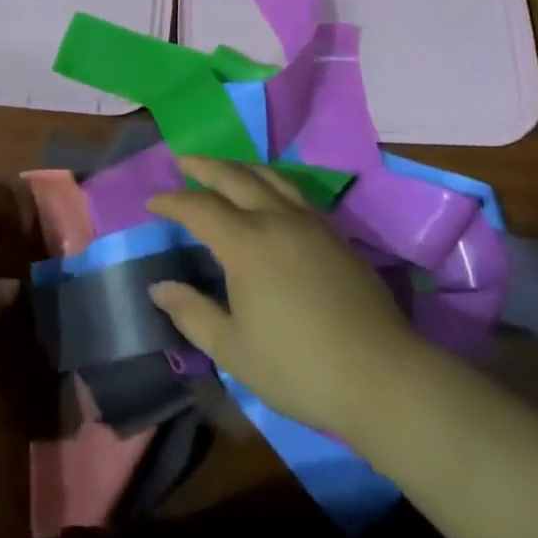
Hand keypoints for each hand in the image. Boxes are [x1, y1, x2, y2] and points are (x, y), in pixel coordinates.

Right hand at [148, 157, 425, 434]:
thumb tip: (159, 288)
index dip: (172, 201)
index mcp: (246, 243)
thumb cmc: (299, 368)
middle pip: (234, 177)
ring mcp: (311, 223)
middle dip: (204, 166)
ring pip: (269, 177)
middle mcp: (277, 219)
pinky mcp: (335, 235)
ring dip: (239, 167)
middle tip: (182, 159)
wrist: (383, 378)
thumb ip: (192, 313)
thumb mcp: (233, 349)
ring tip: (223, 168)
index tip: (153, 201)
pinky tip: (268, 196)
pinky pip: (293, 192)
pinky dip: (269, 182)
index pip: (199, 207)